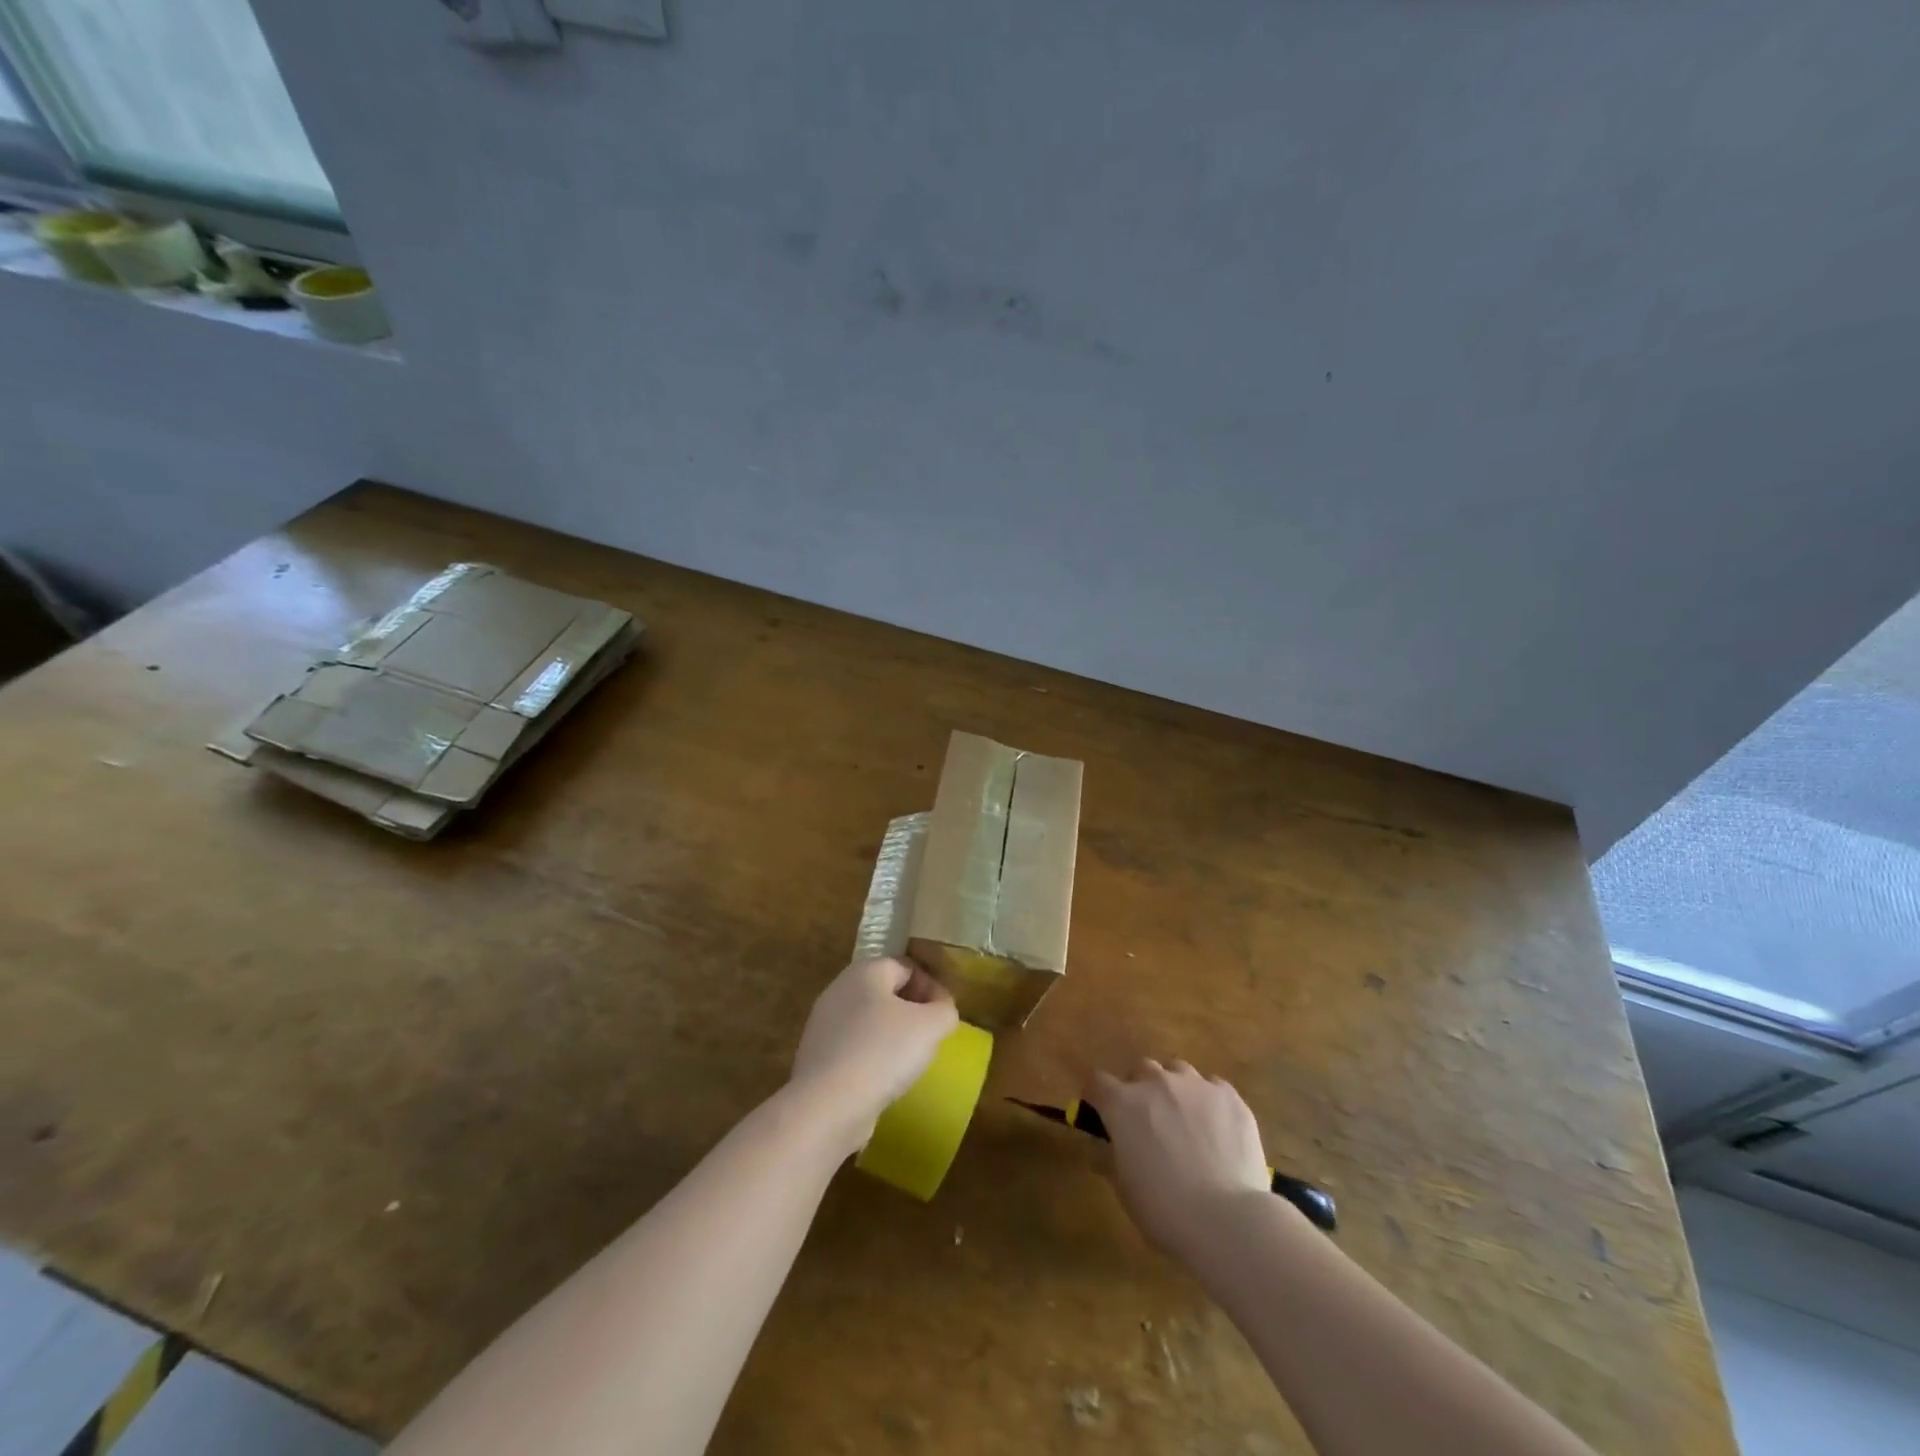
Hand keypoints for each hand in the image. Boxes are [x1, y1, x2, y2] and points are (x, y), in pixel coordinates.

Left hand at [790, 957, 958, 1154]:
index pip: (907, 967)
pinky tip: (883, 1080)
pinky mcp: (816, 1056)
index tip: (945, 1015)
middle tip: (930, 1037)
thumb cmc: (882, 1053)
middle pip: (885, 992)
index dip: (932, 987)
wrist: (827, 1106)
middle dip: (912, 1011)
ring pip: (869, 1021)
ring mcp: (823, 1023)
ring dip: (892, 1035)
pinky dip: (871, 1057)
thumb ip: (944, 1010)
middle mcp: (839, 989)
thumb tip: (941, 1010)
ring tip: (910, 1061)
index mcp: (865, 971)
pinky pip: (853, 1047)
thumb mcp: (930, 1026)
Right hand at [1091, 1059, 1272, 1261]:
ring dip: (1175, 1089)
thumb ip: (1108, 1156)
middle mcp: (1156, 1082)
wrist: (1227, 1219)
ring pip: (1177, 1070)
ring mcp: (1195, 1084)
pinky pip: (1213, 1087)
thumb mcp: (1123, 1188)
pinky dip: (1209, 1101)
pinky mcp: (1229, 1096)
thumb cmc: (1164, 1209)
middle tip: (1149, 1122)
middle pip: (1141, 1069)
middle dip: (1140, 1089)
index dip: (1098, 1098)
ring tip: (1186, 1120)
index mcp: (1123, 1103)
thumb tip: (1102, 1144)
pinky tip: (1218, 1129)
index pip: (1097, 1081)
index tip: (1103, 1116)